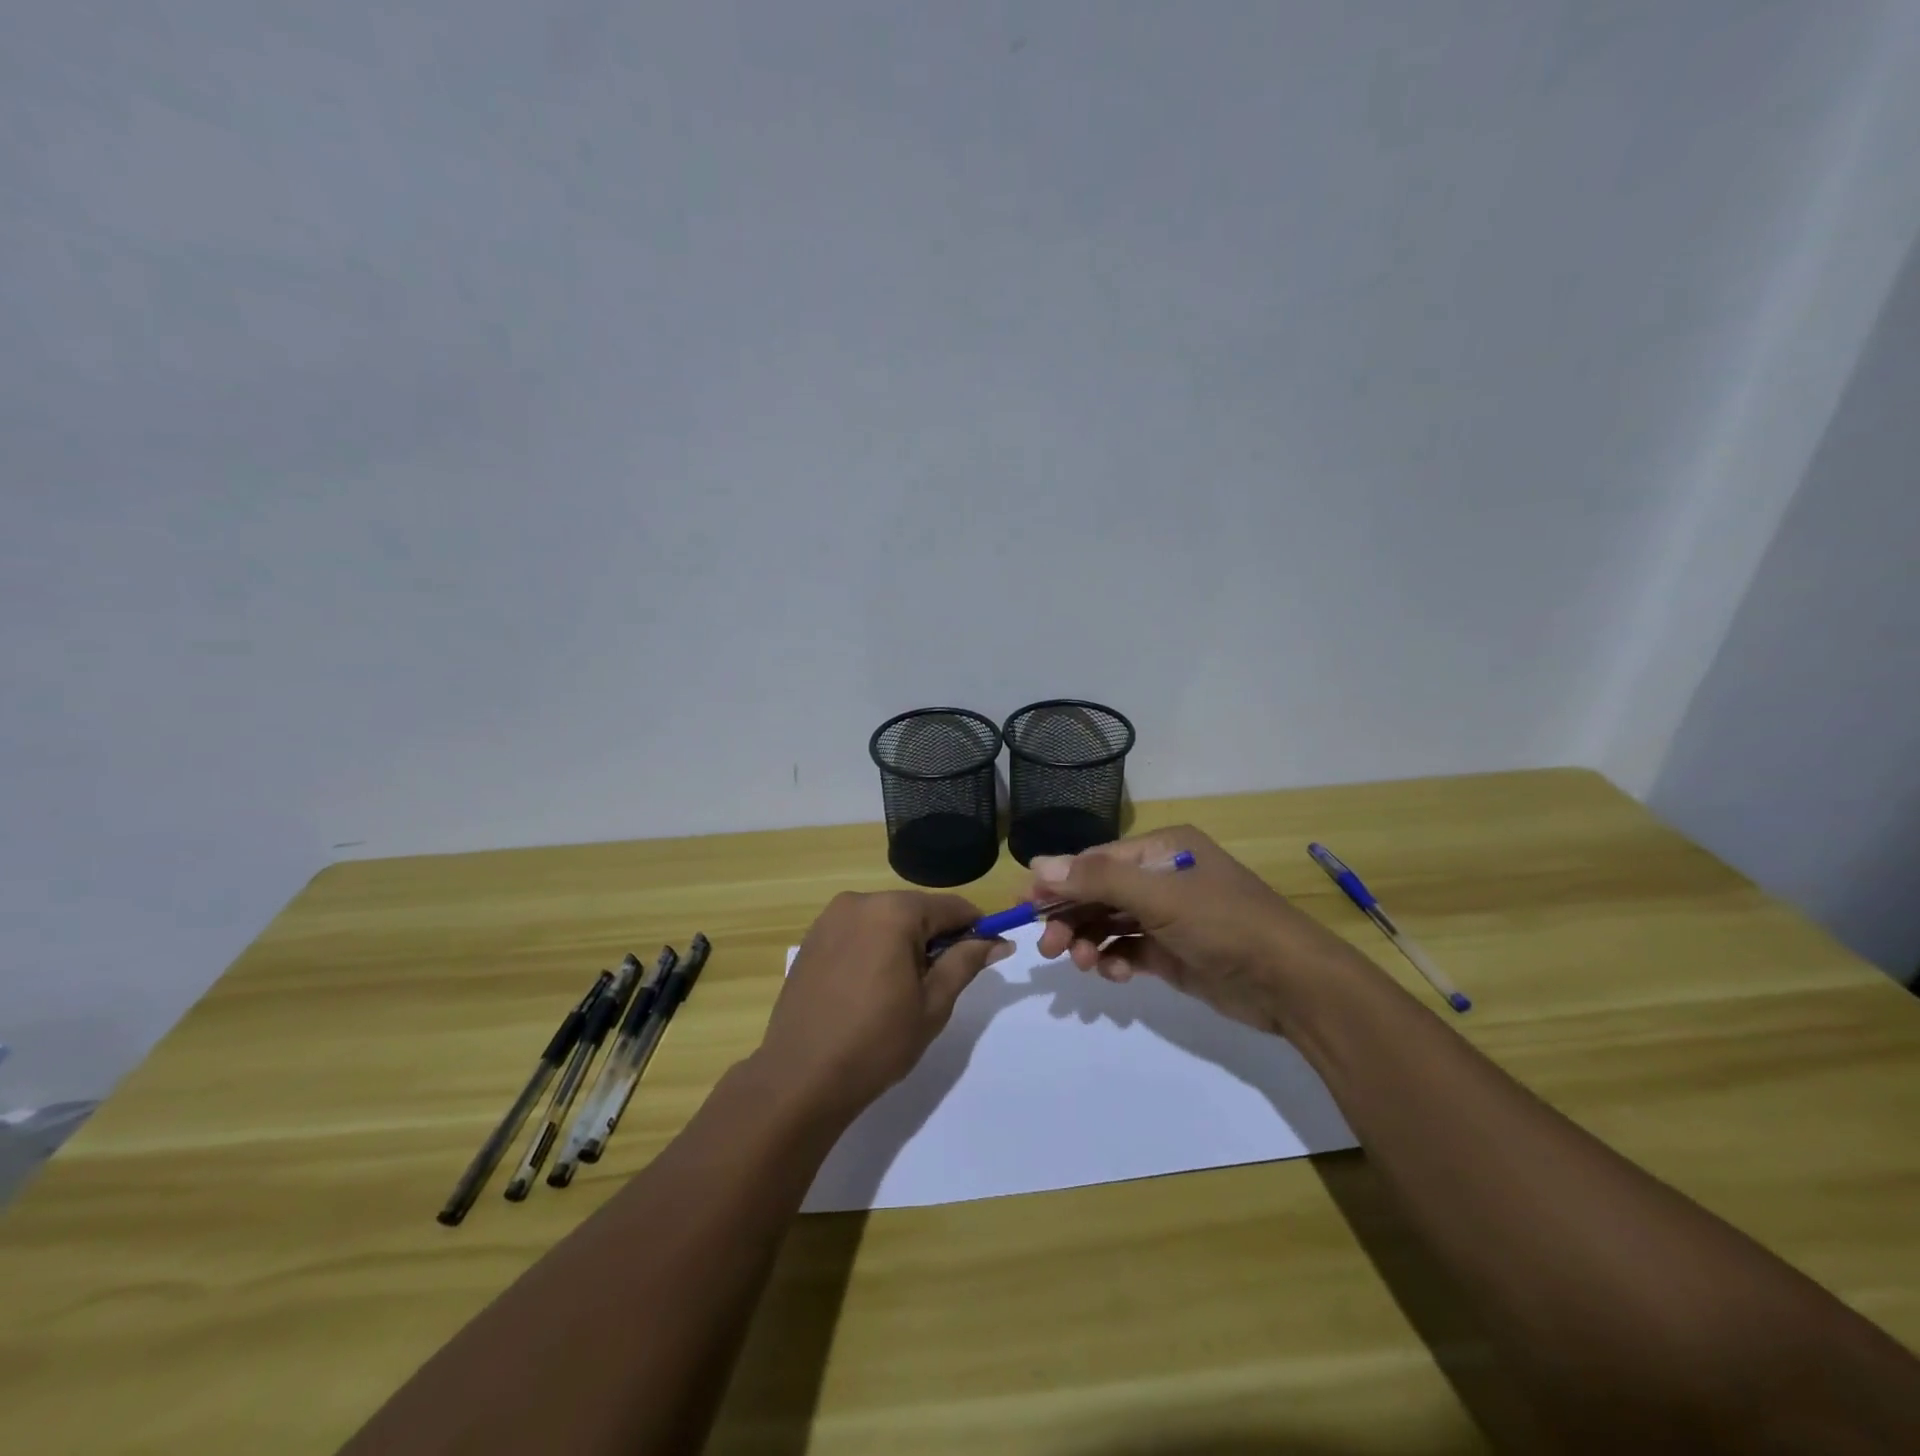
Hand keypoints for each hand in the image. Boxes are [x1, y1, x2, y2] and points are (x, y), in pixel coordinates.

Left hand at [757, 891, 1013, 1121]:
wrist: (800, 1078)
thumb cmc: (877, 1042)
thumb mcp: (933, 1003)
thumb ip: (966, 962)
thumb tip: (998, 942)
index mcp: (893, 911)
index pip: (951, 907)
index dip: (975, 928)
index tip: (989, 952)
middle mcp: (859, 902)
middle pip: (916, 910)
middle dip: (936, 937)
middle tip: (942, 982)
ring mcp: (830, 918)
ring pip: (886, 919)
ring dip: (904, 943)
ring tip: (904, 990)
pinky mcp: (812, 939)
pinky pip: (859, 931)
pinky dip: (875, 948)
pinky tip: (872, 987)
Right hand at [1032, 826, 1354, 1033]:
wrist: (1292, 984)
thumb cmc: (1224, 924)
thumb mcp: (1159, 896)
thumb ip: (1098, 879)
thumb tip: (1038, 864)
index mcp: (1162, 849)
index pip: (1096, 860)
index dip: (1059, 881)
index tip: (1025, 905)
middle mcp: (1162, 876)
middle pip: (1099, 893)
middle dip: (1072, 917)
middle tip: (1048, 948)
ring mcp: (1168, 916)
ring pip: (1110, 923)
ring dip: (1090, 941)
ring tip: (1082, 964)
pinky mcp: (1172, 952)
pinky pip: (1129, 948)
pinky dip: (1115, 959)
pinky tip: (1116, 973)